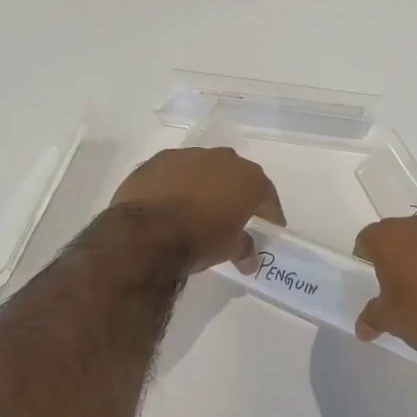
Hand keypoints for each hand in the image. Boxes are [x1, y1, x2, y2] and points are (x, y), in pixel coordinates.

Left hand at [109, 147, 284, 273]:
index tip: (270, 227)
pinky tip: (171, 201)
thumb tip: (250, 260)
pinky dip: (178, 183)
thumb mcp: (228, 250)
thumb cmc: (198, 240)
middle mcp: (223, 159)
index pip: (267, 195)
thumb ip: (244, 249)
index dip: (270, 213)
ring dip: (205, 184)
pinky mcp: (159, 159)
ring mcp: (190, 155)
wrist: (146, 233)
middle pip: (237, 175)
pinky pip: (177, 170)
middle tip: (234, 215)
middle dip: (237, 193)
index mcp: (248, 179)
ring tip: (198, 207)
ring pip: (205, 168)